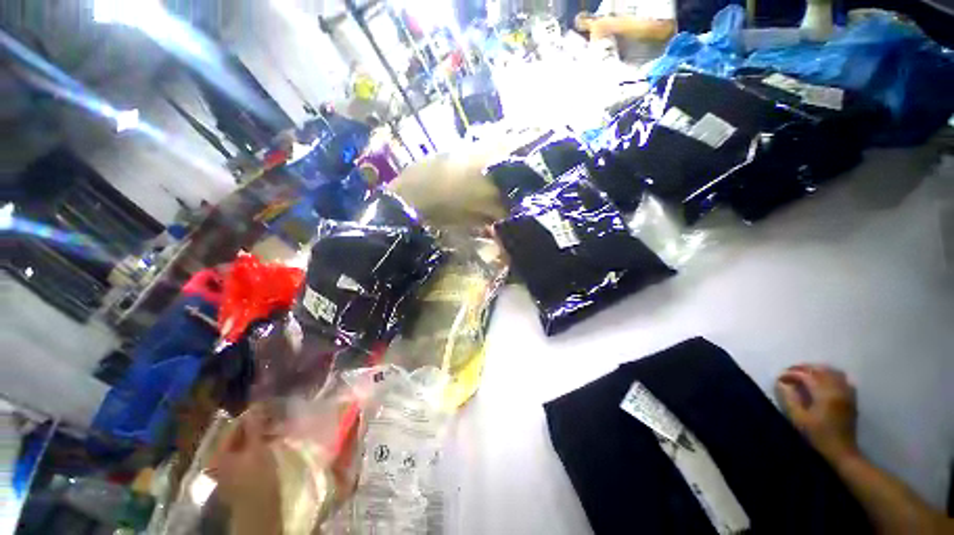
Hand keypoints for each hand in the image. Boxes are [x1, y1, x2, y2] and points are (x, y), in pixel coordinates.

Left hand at [208, 406, 281, 533]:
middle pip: (239, 436)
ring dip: (262, 436)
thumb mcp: (257, 449)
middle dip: (259, 426)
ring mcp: (228, 469)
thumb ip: (255, 426)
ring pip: (245, 445)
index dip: (253, 415)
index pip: (235, 426)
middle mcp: (219, 459)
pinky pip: (248, 454)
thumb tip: (255, 405)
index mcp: (219, 452)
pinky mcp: (238, 476)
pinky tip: (274, 443)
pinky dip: (260, 447)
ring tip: (279, 430)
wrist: (260, 511)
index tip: (271, 408)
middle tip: (278, 419)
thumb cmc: (257, 478)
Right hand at [776, 364, 859, 463]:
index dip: (791, 374)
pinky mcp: (851, 399)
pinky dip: (831, 375)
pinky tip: (824, 380)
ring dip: (817, 370)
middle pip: (820, 371)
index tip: (779, 378)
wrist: (842, 452)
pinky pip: (843, 379)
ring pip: (833, 372)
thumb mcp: (799, 419)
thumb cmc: (817, 437)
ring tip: (805, 374)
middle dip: (803, 369)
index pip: (806, 376)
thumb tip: (781, 383)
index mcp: (825, 395)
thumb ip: (790, 399)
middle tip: (789, 372)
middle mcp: (838, 390)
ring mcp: (847, 394)